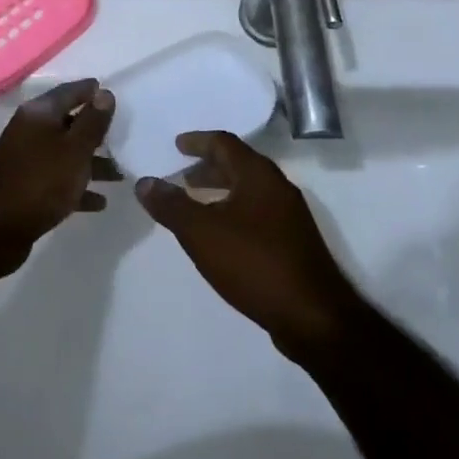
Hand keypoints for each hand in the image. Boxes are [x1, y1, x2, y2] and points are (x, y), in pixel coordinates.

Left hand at [0, 79, 116, 277]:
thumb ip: (92, 122)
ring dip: (92, 162)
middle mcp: (30, 131)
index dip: (92, 91)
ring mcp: (26, 160)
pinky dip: (78, 188)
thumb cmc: (40, 181)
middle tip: (124, 136)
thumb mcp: (75, 149)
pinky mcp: (26, 188)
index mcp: (39, 113)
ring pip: (66, 154)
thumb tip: (104, 93)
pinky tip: (100, 202)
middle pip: (68, 123)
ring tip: (121, 175)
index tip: (115, 94)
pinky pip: (58, 181)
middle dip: (96, 130)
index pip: (70, 91)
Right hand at [136, 131, 363, 358]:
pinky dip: (234, 211)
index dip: (198, 141)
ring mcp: (290, 216)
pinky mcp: (294, 242)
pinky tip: (221, 236)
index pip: (224, 143)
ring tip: (196, 206)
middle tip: (182, 177)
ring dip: (221, 192)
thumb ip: (171, 205)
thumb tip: (145, 182)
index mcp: (258, 175)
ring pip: (249, 191)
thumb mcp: (202, 232)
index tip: (177, 145)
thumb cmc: (254, 263)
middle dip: (208, 168)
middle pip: (239, 165)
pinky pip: (257, 213)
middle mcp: (278, 187)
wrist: (313, 317)